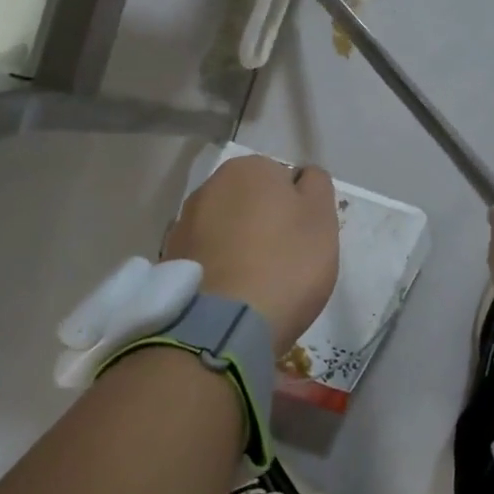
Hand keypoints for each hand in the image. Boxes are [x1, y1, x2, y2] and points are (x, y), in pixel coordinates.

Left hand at [164, 155, 338, 354]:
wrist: (223, 325)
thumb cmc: (285, 264)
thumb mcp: (322, 218)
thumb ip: (317, 186)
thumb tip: (301, 177)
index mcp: (249, 168)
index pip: (285, 179)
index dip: (299, 209)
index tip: (305, 239)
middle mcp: (210, 186)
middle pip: (252, 202)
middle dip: (266, 223)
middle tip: (285, 261)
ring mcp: (184, 223)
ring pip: (227, 229)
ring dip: (240, 245)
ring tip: (256, 283)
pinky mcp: (170, 259)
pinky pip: (207, 256)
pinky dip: (220, 267)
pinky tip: (232, 294)